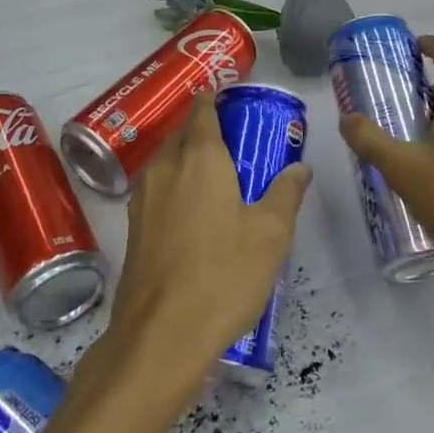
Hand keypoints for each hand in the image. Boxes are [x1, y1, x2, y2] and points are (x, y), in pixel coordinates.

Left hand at [106, 93, 311, 386]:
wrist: (161, 335)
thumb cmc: (223, 275)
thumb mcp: (270, 234)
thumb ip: (286, 193)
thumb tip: (300, 167)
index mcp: (200, 158)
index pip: (203, 111)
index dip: (214, 99)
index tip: (230, 96)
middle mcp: (165, 168)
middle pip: (182, 134)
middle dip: (204, 131)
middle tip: (236, 143)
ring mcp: (143, 198)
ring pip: (167, 162)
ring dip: (188, 159)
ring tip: (218, 177)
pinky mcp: (133, 227)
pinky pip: (158, 190)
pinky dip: (176, 187)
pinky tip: (195, 212)